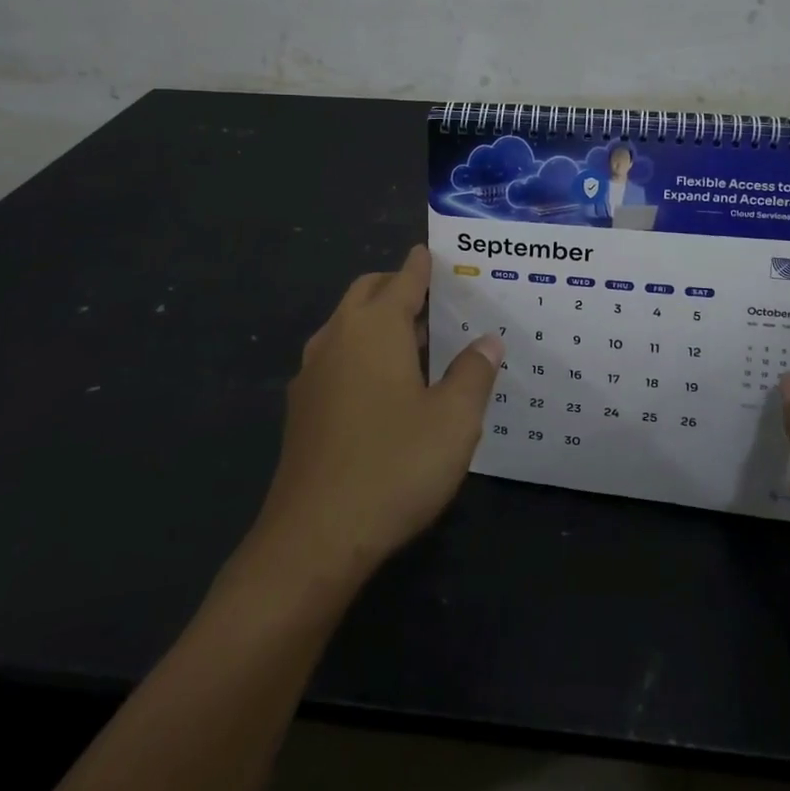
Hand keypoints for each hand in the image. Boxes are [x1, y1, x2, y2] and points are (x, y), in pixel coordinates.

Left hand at [257, 246, 502, 579]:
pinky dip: (361, 352)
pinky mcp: (302, 408)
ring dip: (376, 321)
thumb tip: (487, 341)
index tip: (433, 252)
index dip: (421, 265)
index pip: (403, 279)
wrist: (314, 538)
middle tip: (433, 299)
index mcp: (374, 327)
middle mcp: (337, 337)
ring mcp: (312, 373)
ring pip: (347, 326)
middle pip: (367, 293)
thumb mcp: (454, 420)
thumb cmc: (394, 466)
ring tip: (415, 342)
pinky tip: (384, 388)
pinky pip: (336, 358)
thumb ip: (473, 373)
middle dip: (396, 286)